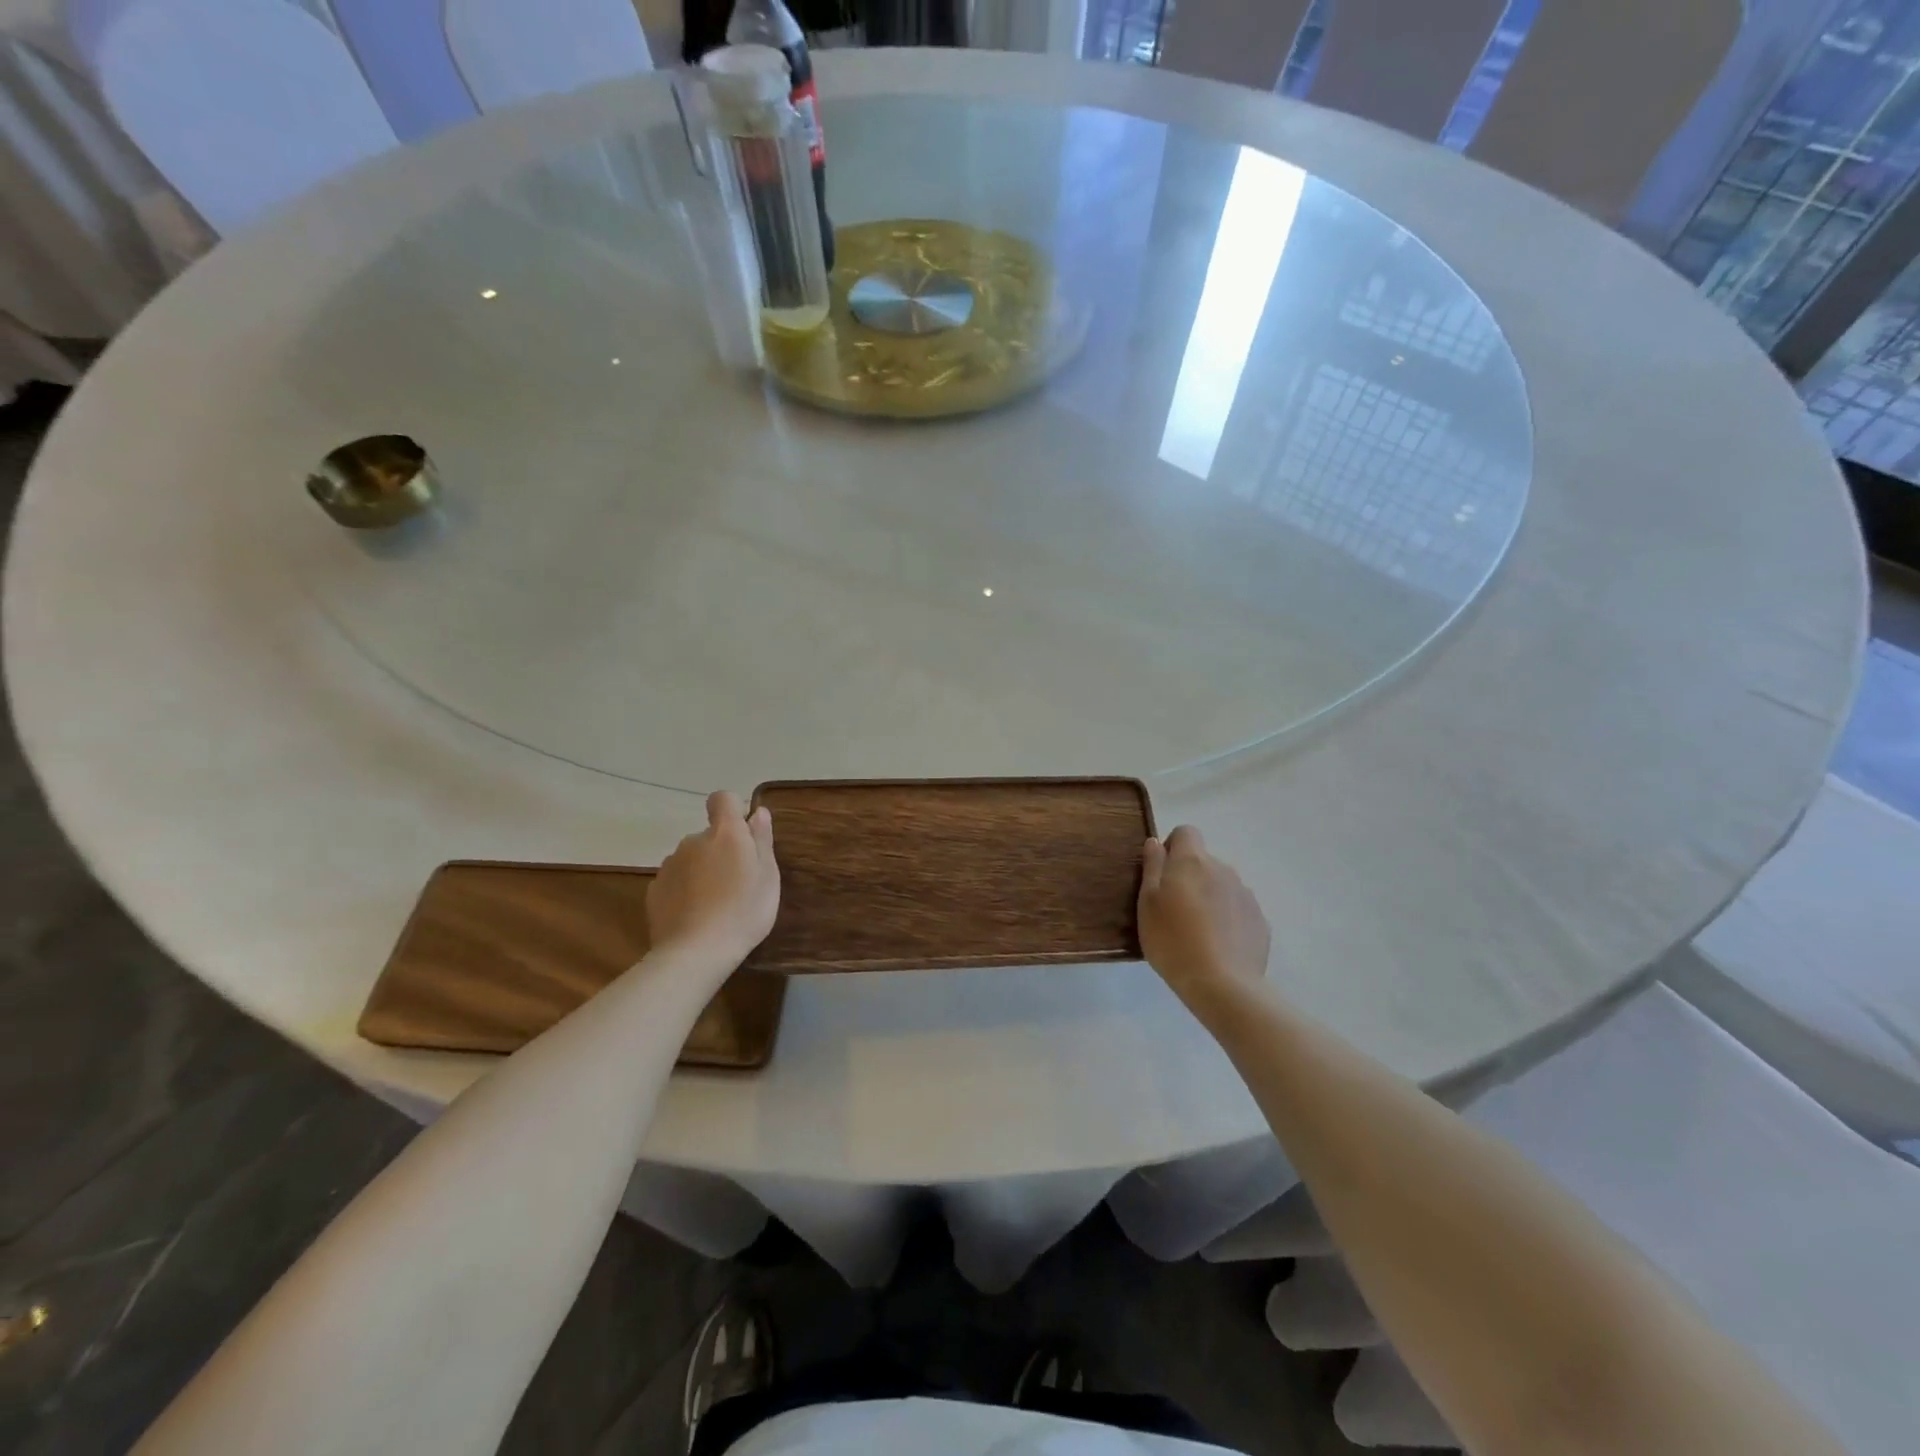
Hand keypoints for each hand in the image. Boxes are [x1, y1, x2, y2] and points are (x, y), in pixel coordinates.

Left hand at [646, 791, 779, 968]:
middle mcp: (693, 841)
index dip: (733, 809)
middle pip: (709, 835)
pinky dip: (684, 891)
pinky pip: (675, 881)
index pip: (722, 799)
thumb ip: (762, 840)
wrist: (696, 952)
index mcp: (724, 833)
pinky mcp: (654, 890)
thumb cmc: (744, 910)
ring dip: (702, 871)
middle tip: (738, 882)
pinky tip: (695, 915)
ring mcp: (669, 865)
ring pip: (691, 859)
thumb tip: (757, 812)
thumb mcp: (768, 876)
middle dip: (721, 850)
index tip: (744, 833)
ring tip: (716, 903)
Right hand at [1138, 826, 1270, 1006]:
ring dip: (1209, 898)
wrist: (1221, 985)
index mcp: (1192, 861)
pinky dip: (1227, 919)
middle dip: (1189, 877)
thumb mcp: (1147, 903)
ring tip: (1196, 932)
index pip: (1186, 832)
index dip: (1172, 847)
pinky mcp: (1260, 920)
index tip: (1162, 874)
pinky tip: (1217, 946)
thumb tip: (1156, 842)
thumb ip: (1152, 867)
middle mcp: (1223, 869)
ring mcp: (1245, 894)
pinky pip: (1238, 909)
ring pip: (1221, 886)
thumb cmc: (1172, 940)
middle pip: (1203, 862)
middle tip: (1173, 910)